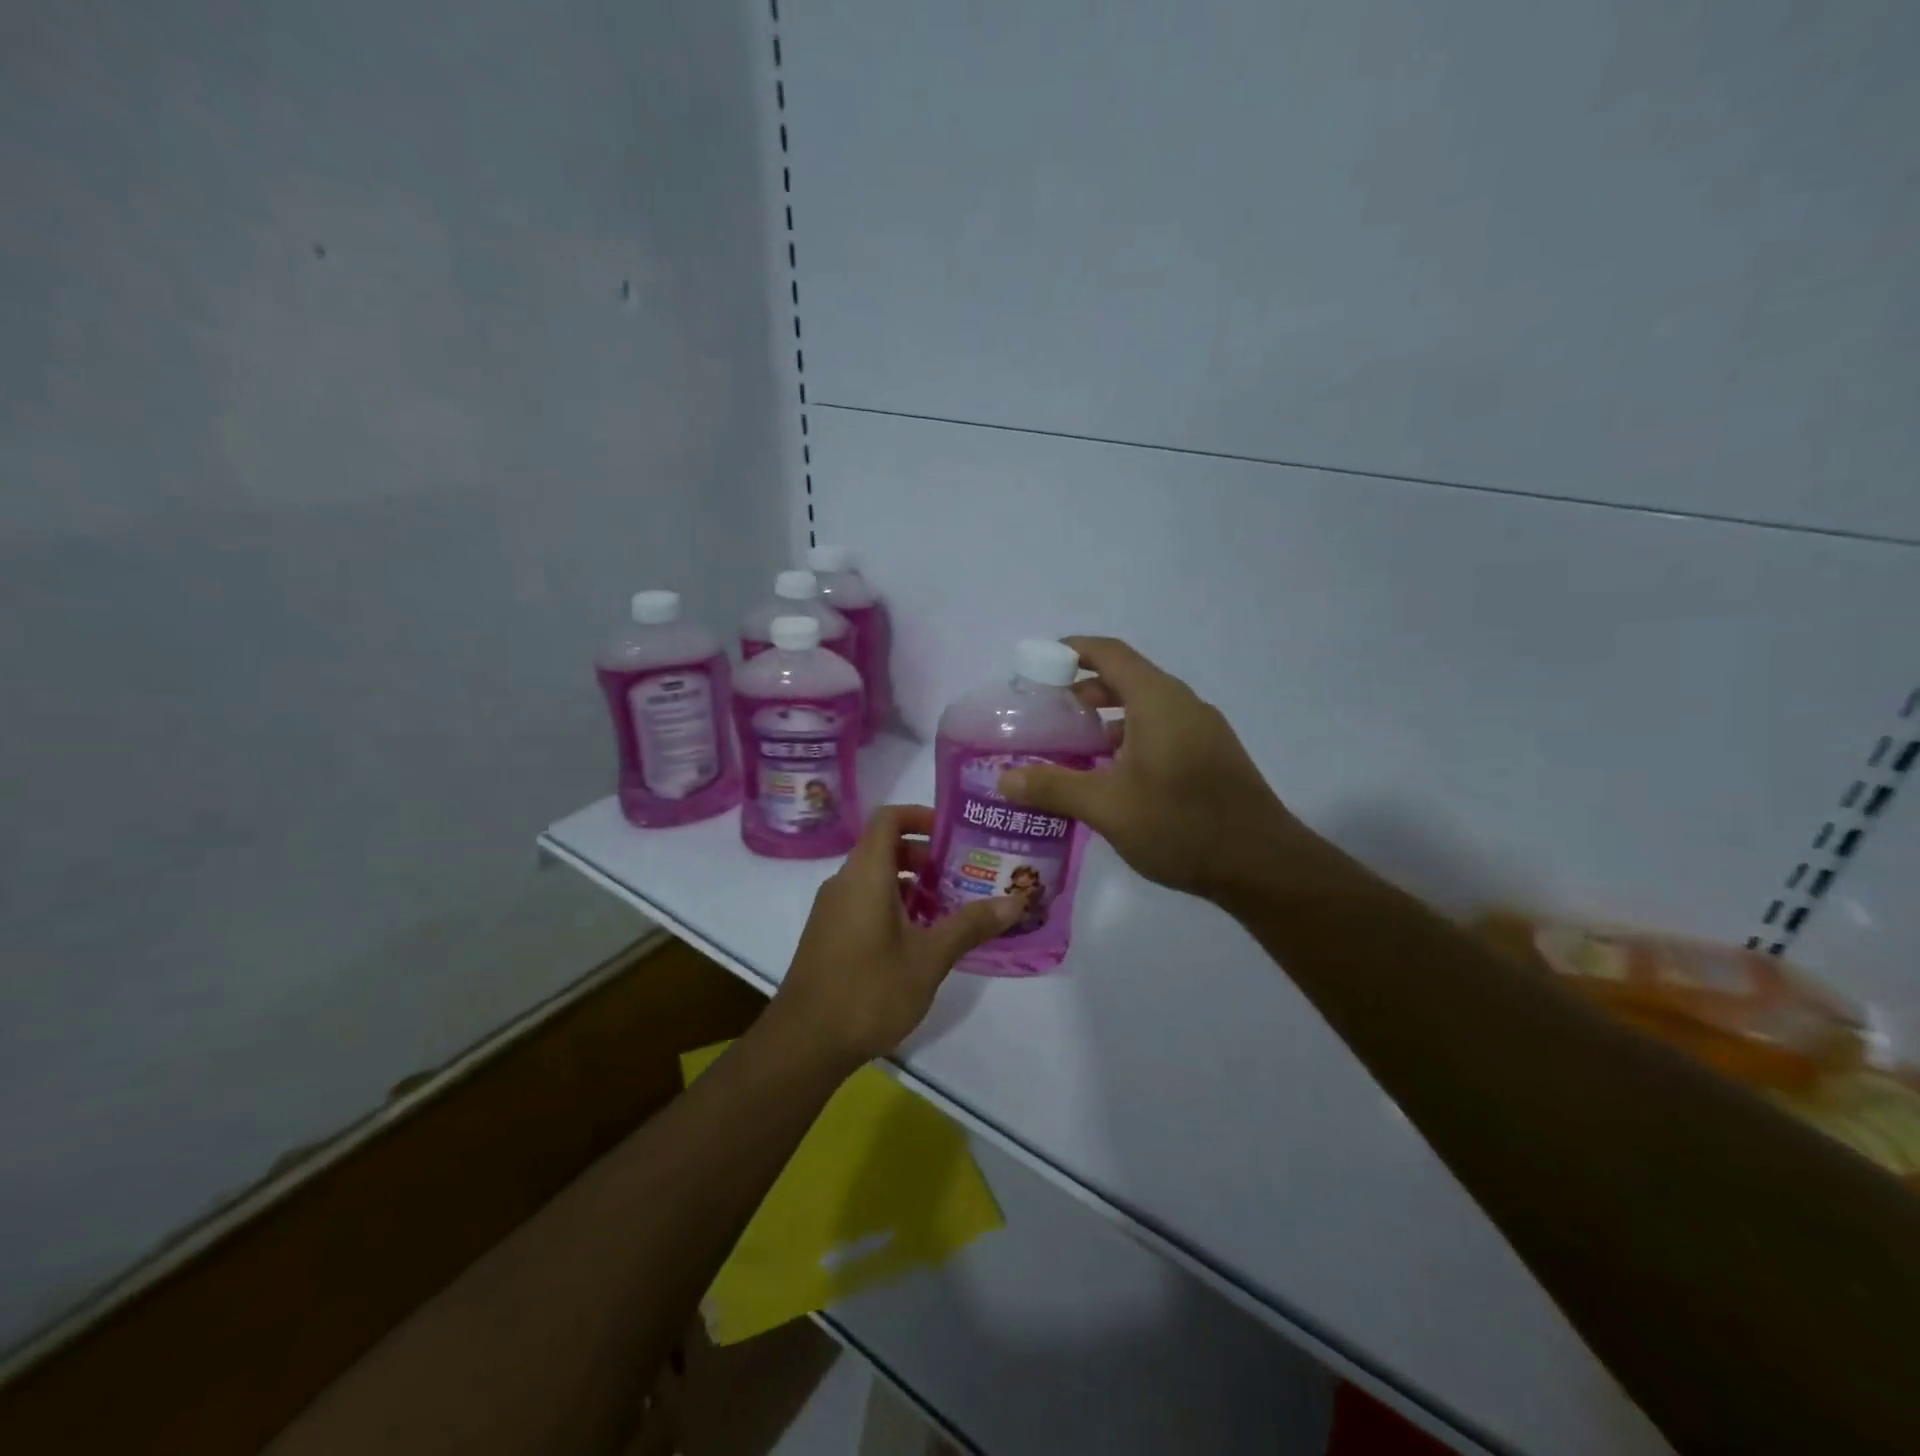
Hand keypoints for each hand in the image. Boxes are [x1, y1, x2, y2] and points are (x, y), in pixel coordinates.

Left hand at [770, 804, 1021, 1066]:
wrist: (804, 1043)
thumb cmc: (869, 991)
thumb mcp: (929, 958)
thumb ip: (970, 925)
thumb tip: (1016, 901)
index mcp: (865, 874)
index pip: (888, 818)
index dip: (921, 816)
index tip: (955, 833)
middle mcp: (844, 882)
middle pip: (885, 848)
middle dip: (926, 857)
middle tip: (965, 875)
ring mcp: (832, 910)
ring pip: (876, 878)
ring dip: (913, 885)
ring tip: (952, 908)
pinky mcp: (829, 935)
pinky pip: (864, 902)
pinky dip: (894, 906)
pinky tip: (922, 939)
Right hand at [998, 636, 1304, 904]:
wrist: (1262, 865)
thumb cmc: (1180, 824)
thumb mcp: (1107, 807)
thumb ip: (1053, 787)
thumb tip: (1003, 779)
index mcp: (1158, 700)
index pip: (1109, 653)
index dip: (1072, 650)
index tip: (1039, 661)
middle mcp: (1183, 704)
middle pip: (1127, 679)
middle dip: (1084, 691)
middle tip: (1047, 714)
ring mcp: (1203, 731)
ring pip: (1146, 708)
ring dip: (1107, 719)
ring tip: (1072, 748)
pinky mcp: (1212, 756)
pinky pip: (1163, 731)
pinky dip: (1130, 739)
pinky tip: (1112, 776)